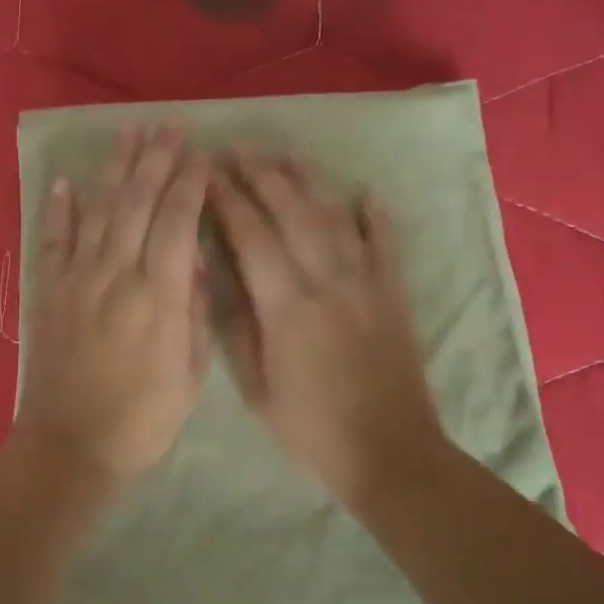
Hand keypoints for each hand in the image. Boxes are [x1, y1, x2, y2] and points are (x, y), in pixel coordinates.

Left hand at [14, 125, 212, 483]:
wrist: (71, 446)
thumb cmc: (143, 418)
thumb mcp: (191, 373)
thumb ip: (195, 311)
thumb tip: (195, 262)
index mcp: (159, 294)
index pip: (179, 221)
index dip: (191, 183)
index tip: (202, 154)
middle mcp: (117, 274)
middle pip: (139, 202)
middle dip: (158, 159)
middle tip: (170, 124)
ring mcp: (78, 278)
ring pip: (99, 210)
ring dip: (116, 168)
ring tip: (128, 131)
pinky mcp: (50, 291)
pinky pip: (55, 240)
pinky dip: (60, 209)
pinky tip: (66, 182)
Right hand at [209, 151, 446, 505]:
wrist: (390, 453)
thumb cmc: (312, 429)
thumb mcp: (256, 389)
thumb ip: (239, 328)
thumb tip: (224, 279)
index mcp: (286, 307)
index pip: (251, 235)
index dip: (227, 200)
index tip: (208, 174)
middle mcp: (327, 281)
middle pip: (291, 211)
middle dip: (262, 175)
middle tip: (239, 149)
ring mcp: (366, 283)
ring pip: (335, 216)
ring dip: (309, 180)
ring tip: (287, 151)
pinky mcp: (394, 293)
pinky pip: (386, 243)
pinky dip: (376, 215)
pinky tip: (366, 191)